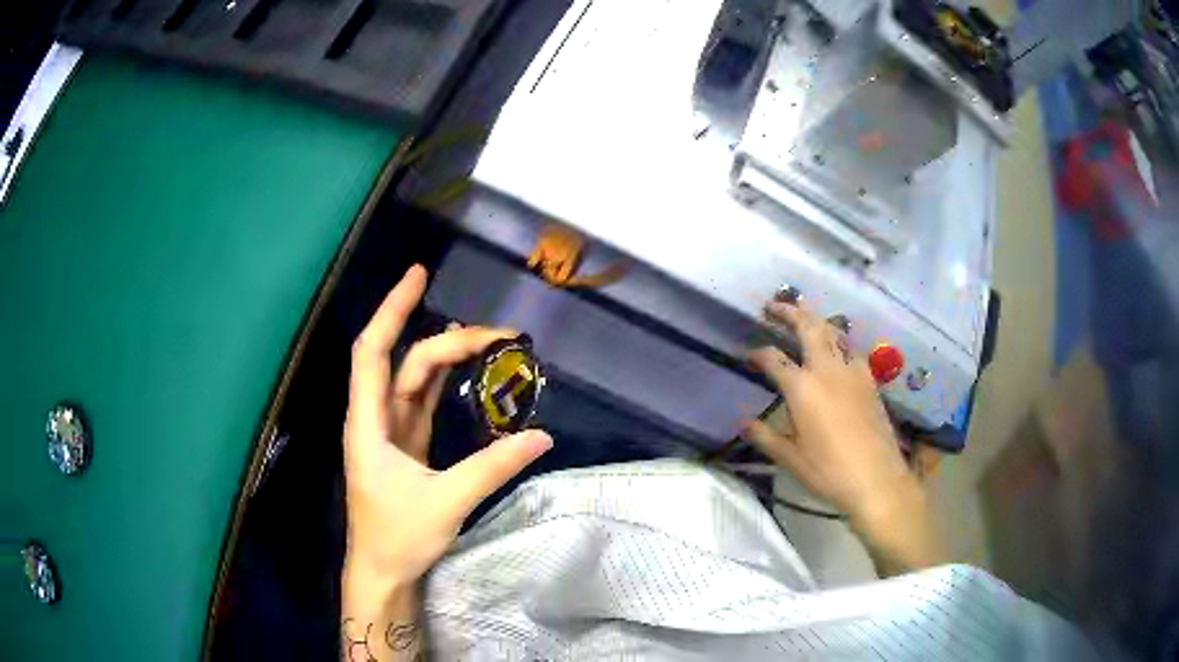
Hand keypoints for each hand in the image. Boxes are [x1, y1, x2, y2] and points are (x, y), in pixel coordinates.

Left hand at [341, 266, 552, 656]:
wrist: (381, 570)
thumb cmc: (398, 537)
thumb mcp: (447, 501)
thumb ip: (493, 467)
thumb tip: (541, 437)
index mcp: (370, 423)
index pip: (374, 351)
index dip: (393, 309)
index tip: (419, 274)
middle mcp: (375, 417)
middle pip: (407, 362)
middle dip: (449, 341)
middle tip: (500, 335)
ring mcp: (390, 431)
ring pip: (414, 379)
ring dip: (446, 356)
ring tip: (489, 341)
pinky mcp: (404, 445)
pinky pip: (422, 400)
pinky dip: (444, 381)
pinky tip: (467, 371)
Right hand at [743, 301, 942, 574]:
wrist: (877, 479)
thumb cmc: (828, 471)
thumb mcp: (789, 458)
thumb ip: (764, 436)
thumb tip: (742, 421)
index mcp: (803, 388)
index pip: (774, 359)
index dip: (758, 353)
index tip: (748, 354)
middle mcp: (828, 370)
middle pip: (809, 327)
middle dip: (790, 311)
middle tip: (774, 305)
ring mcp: (853, 372)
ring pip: (834, 332)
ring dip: (816, 320)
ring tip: (805, 318)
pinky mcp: (870, 381)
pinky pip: (851, 350)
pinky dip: (839, 341)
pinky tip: (837, 351)